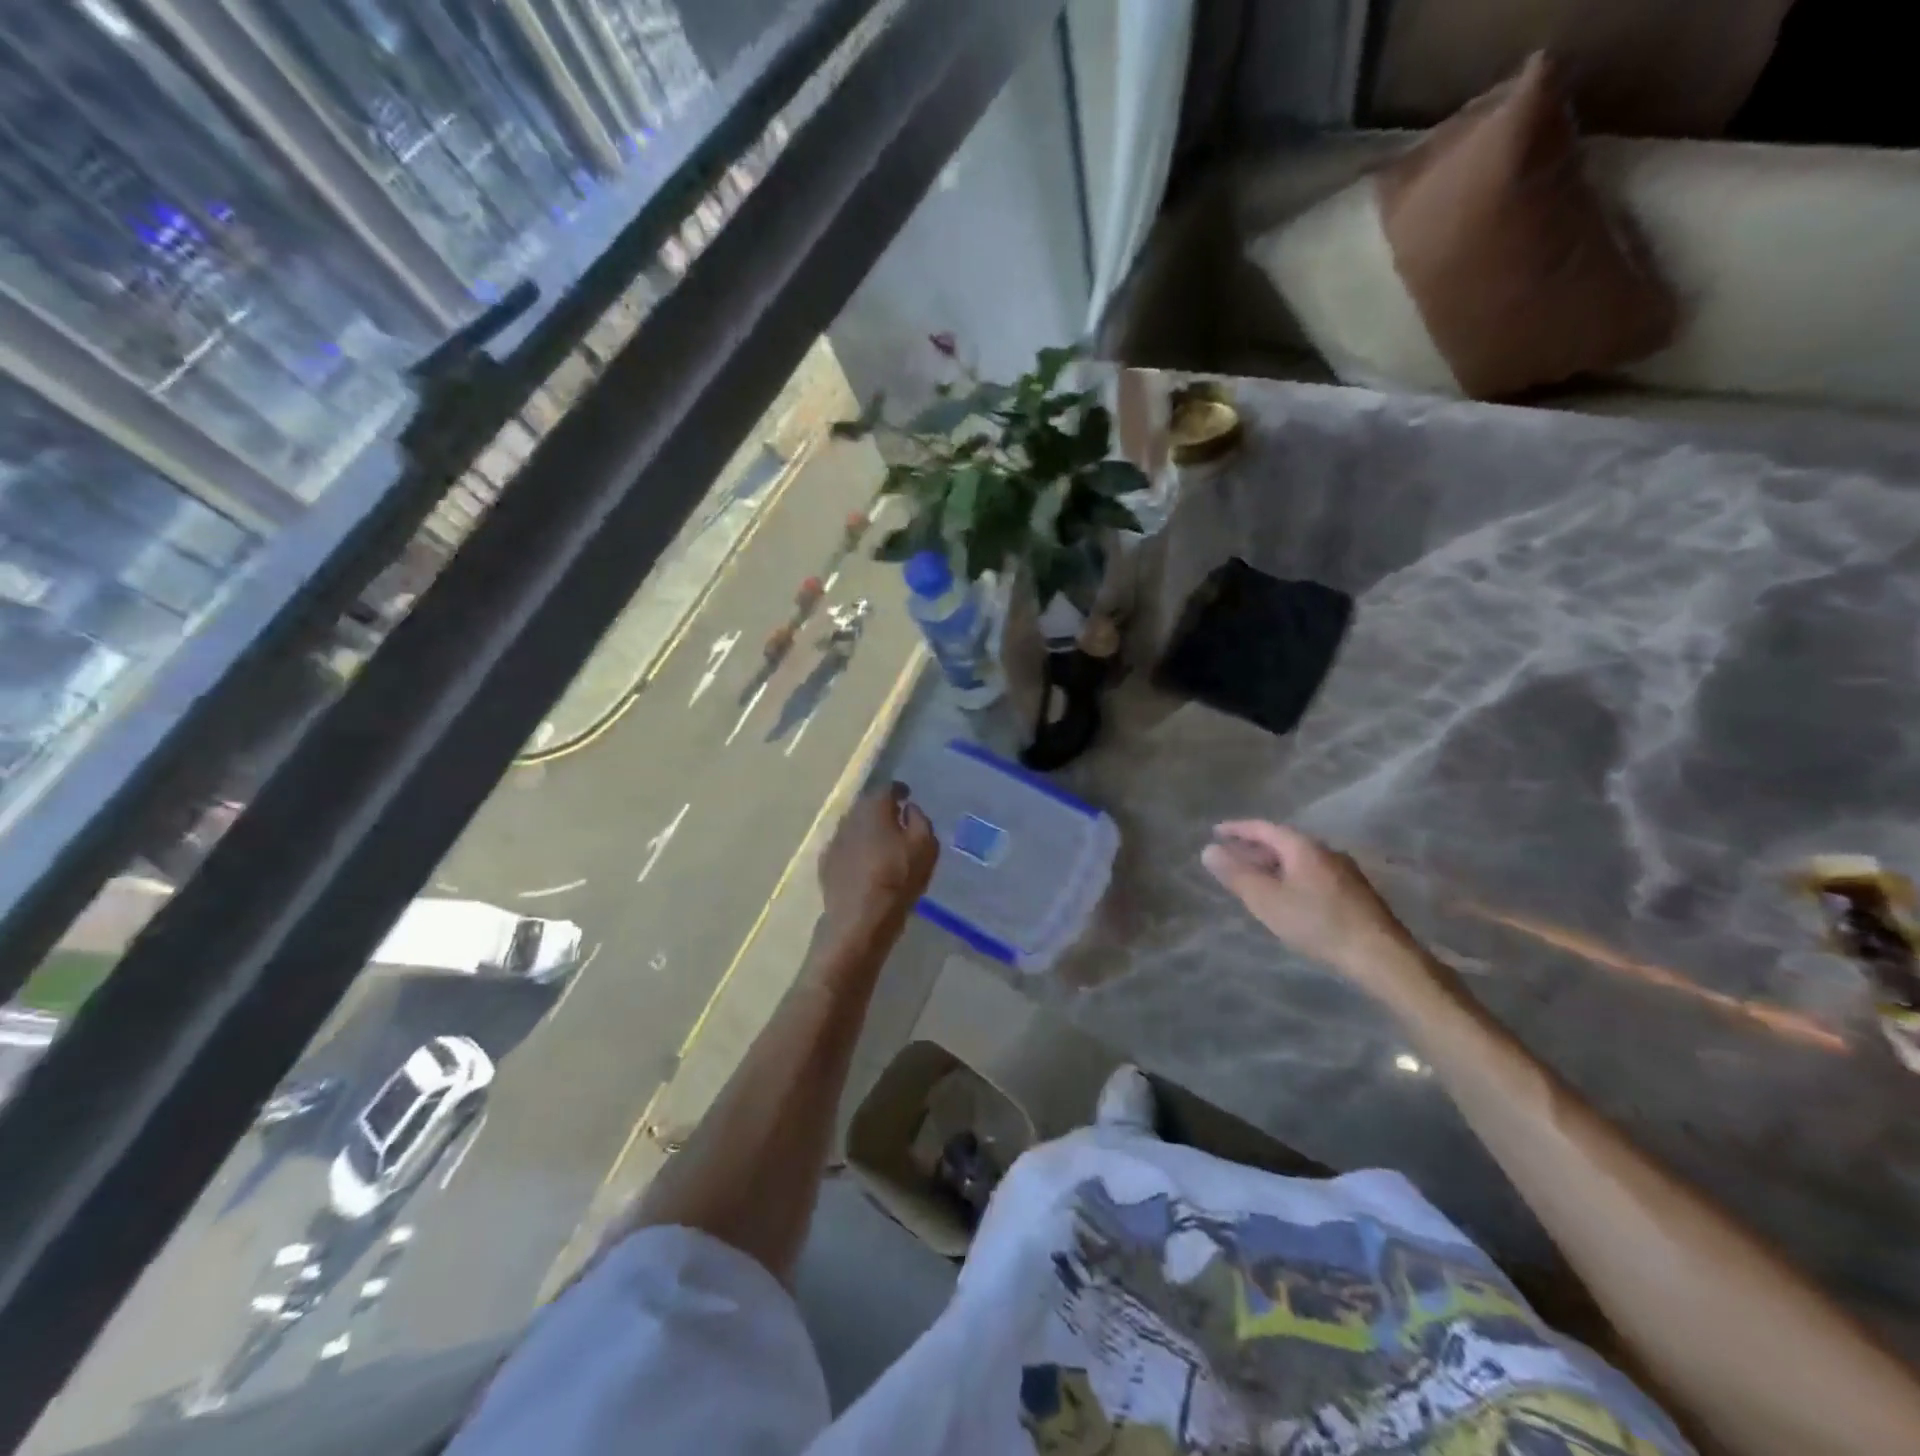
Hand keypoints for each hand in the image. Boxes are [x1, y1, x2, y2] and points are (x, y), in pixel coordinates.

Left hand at [816, 784, 938, 960]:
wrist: (860, 918)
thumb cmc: (898, 878)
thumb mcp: (925, 846)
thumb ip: (920, 820)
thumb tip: (908, 809)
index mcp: (874, 808)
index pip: (886, 788)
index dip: (899, 790)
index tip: (907, 795)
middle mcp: (849, 817)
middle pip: (866, 805)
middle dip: (880, 808)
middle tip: (895, 818)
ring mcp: (834, 840)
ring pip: (853, 826)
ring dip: (866, 829)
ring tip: (880, 841)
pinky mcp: (825, 863)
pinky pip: (844, 847)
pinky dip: (855, 848)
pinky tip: (863, 862)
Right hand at [1202, 821, 1422, 993]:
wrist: (1380, 956)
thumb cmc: (1317, 923)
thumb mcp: (1267, 900)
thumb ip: (1236, 875)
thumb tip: (1208, 850)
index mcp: (1302, 847)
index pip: (1263, 828)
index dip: (1237, 829)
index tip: (1215, 832)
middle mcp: (1325, 851)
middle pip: (1282, 842)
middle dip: (1254, 847)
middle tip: (1230, 856)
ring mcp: (1343, 871)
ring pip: (1298, 859)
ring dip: (1272, 863)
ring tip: (1253, 876)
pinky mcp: (1354, 892)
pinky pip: (1311, 873)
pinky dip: (1289, 876)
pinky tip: (1286, 895)